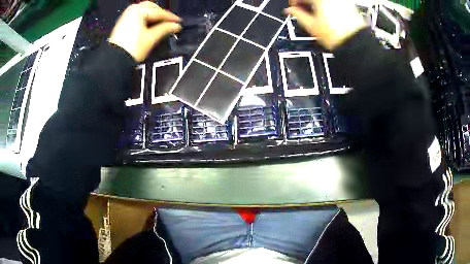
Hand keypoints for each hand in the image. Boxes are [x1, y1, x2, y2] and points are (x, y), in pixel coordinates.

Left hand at [109, 1, 181, 61]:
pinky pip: (137, 15)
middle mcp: (131, 11)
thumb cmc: (131, 49)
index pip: (159, 12)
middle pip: (151, 7)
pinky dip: (144, 18)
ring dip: (152, 15)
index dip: (170, 17)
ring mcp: (126, 17)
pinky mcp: (123, 24)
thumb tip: (175, 26)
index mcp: (138, 11)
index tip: (178, 22)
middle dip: (160, 13)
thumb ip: (165, 29)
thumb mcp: (151, 38)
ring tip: (159, 23)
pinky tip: (149, 25)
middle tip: (168, 21)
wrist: (115, 60)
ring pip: (143, 10)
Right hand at [285, 0, 366, 49]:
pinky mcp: (348, 5)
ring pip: (322, 1)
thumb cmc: (337, 36)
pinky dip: (326, 6)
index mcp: (319, 0)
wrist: (355, 43)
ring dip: (315, 4)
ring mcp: (340, 1)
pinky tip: (326, 14)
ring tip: (315, 14)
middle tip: (303, 10)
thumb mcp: (311, 26)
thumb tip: (290, 10)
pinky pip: (332, 2)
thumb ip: (298, 14)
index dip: (294, 2)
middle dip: (305, 3)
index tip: (293, 8)